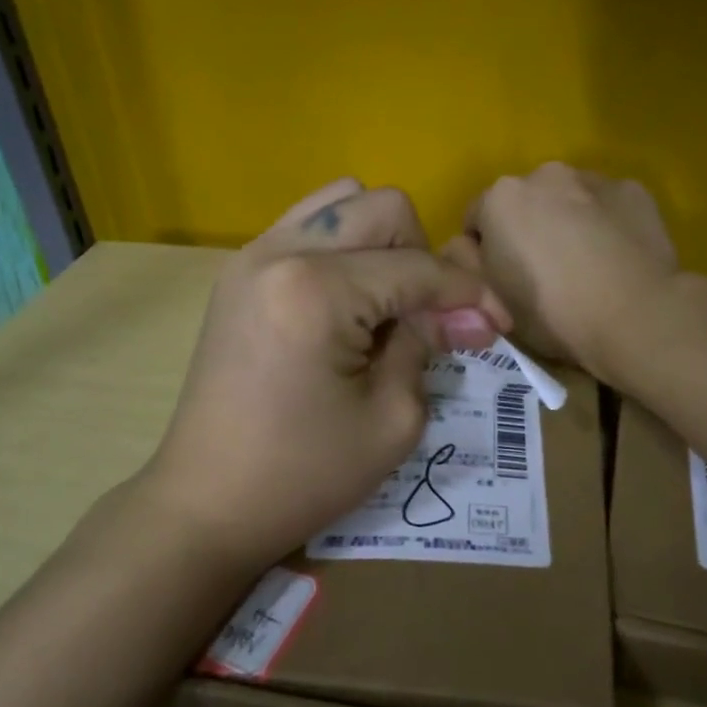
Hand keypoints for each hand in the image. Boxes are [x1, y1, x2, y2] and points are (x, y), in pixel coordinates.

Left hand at [142, 180, 510, 578]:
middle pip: (381, 207)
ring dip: (381, 243)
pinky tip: (350, 306)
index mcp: (318, 289)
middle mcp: (280, 252)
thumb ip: (427, 346)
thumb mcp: (391, 420)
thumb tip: (464, 314)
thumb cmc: (302, 476)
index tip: (500, 326)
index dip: (469, 294)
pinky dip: (343, 252)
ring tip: (389, 306)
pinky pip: (306, 230)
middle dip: (423, 257)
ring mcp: (250, 258)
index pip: (417, 268)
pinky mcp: (237, 276)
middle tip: (433, 318)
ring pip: (340, 203)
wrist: (206, 503)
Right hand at [447, 164, 676, 378]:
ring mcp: (595, 178)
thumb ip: (462, 264)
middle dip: (526, 231)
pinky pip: (607, 206)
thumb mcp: (488, 299)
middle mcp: (545, 174)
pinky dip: (605, 224)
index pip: (475, 221)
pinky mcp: (635, 191)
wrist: (636, 317)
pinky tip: (616, 259)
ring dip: (566, 224)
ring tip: (584, 268)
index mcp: (500, 197)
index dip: (482, 255)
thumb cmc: (551, 312)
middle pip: (523, 204)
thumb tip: (462, 246)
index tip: (500, 285)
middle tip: (543, 278)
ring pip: (567, 201)